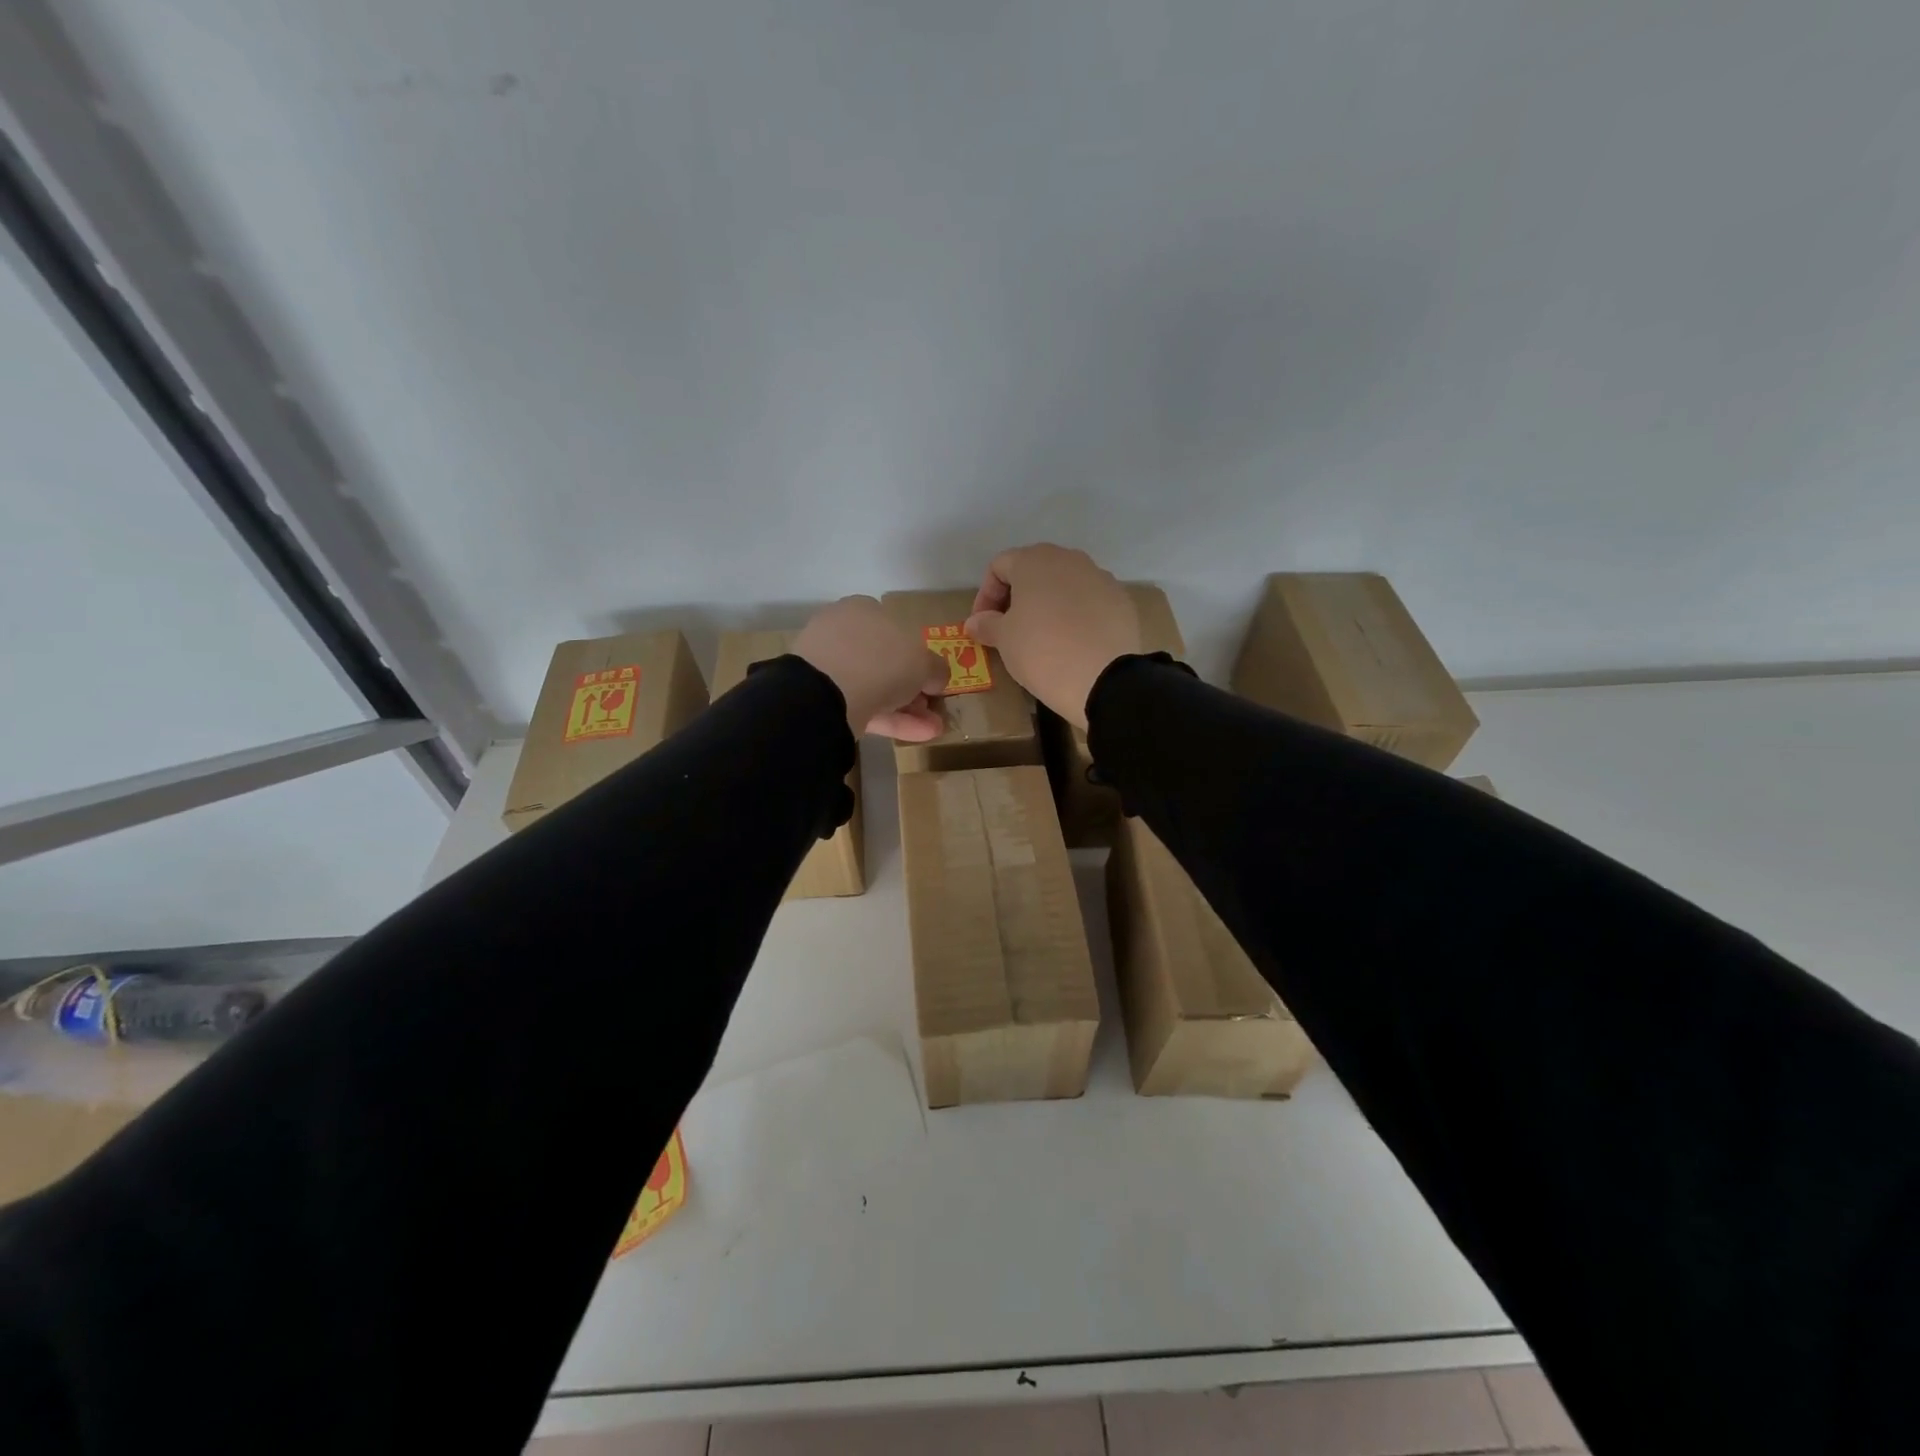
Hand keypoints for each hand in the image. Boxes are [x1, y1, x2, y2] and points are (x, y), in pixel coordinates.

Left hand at [794, 596, 947, 740]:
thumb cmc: (882, 659)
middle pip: (885, 661)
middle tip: (932, 706)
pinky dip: (891, 721)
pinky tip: (918, 736)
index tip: (932, 677)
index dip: (917, 653)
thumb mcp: (924, 661)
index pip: (895, 628)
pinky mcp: (822, 698)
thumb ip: (936, 668)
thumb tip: (936, 678)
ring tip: (934, 728)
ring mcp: (829, 667)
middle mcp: (844, 633)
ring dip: (907, 708)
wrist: (828, 691)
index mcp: (864, 610)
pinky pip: (863, 707)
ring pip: (875, 687)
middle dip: (912, 686)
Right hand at [965, 544, 1141, 729]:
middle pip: (1034, 571)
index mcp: (1035, 560)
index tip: (983, 625)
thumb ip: (986, 624)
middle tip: (1009, 629)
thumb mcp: (1004, 640)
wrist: (1103, 679)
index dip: (985, 595)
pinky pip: (1090, 602)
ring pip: (1064, 585)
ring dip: (1048, 605)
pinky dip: (1076, 616)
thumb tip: (975, 621)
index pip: (999, 566)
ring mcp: (1100, 577)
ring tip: (1042, 637)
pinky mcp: (1121, 601)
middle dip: (1017, 597)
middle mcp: (1070, 559)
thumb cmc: (1041, 651)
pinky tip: (1073, 643)